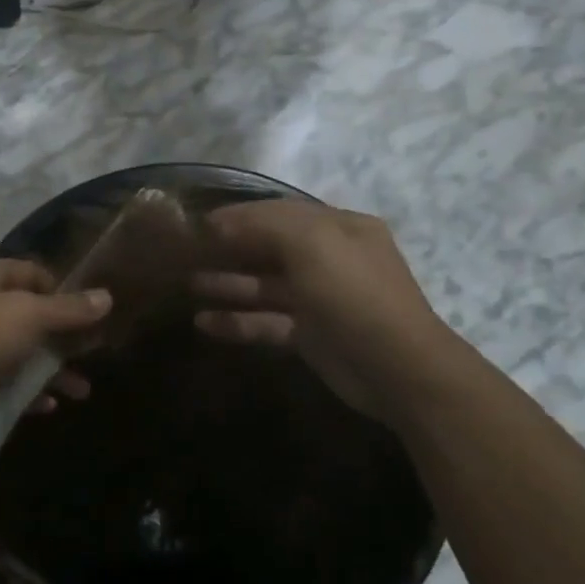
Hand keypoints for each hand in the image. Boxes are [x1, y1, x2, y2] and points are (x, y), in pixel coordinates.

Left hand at [0, 259, 109, 434]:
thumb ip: (68, 309)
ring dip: (48, 369)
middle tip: (90, 356)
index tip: (88, 317)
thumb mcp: (29, 316)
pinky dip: (22, 389)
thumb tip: (107, 296)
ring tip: (81, 391)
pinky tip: (46, 406)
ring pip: (15, 350)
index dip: (62, 292)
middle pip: (27, 314)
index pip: (32, 273)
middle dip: (61, 338)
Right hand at [193, 200, 455, 421]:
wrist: (397, 370)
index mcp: (339, 228)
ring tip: (187, 284)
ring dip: (228, 284)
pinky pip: (266, 322)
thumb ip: (264, 226)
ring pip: (265, 286)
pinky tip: (203, 322)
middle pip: (270, 248)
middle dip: (229, 249)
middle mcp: (330, 259)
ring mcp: (320, 299)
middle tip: (186, 253)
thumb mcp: (313, 245)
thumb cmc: (354, 295)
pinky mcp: (310, 336)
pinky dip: (237, 321)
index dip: (239, 215)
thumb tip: (219, 222)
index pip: (280, 213)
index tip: (198, 223)